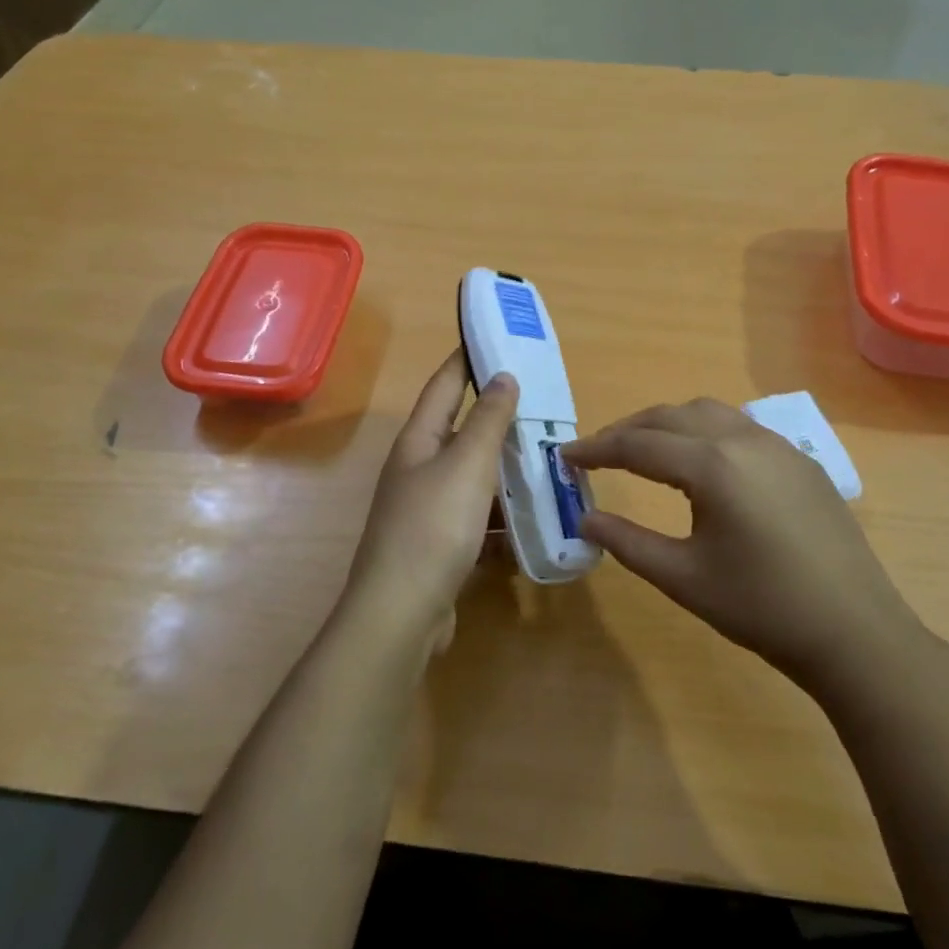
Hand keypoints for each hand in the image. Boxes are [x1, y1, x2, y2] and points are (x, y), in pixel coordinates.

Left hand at [345, 351, 517, 638]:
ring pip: (472, 474)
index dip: (467, 358)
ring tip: (546, 453)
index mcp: (418, 441)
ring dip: (504, 464)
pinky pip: (477, 515)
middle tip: (539, 397)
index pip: (444, 385)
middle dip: (495, 412)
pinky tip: (533, 514)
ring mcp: (426, 509)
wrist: (402, 612)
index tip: (494, 336)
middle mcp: (417, 469)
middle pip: (458, 429)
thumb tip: (503, 376)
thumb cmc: (433, 527)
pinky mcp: (439, 544)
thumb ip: (487, 420)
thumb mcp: (466, 465)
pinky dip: (502, 510)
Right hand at [563, 399, 924, 694]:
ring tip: (643, 451)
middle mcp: (744, 439)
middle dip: (627, 429)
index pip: (638, 444)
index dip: (596, 450)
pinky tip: (701, 463)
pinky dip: (704, 431)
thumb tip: (586, 517)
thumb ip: (627, 541)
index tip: (564, 457)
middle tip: (596, 454)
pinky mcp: (801, 461)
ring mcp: (778, 446)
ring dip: (667, 424)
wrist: (854, 631)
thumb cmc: (761, 607)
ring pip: (709, 412)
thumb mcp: (682, 577)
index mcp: (712, 465)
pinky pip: (740, 427)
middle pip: (670, 416)